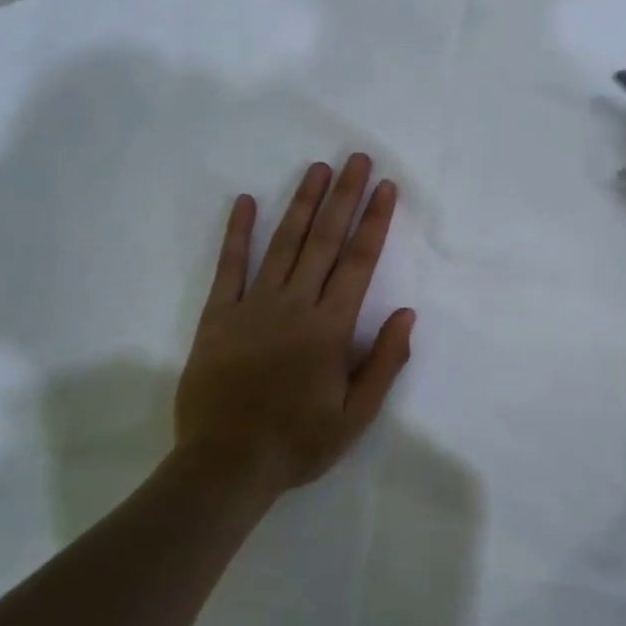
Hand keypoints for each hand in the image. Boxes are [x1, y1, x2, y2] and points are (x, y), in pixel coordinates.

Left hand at [174, 154, 414, 488]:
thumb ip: (384, 362)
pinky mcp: (218, 316)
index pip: (359, 262)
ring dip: (302, 203)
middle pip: (324, 240)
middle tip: (355, 159)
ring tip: (317, 169)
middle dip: (343, 196)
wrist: (226, 466)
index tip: (384, 187)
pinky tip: (245, 202)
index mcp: (330, 327)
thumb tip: (407, 313)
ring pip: (283, 243)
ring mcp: (253, 306)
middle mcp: (295, 305)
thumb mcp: (356, 415)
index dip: (374, 221)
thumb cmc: (298, 442)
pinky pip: (229, 267)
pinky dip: (237, 233)